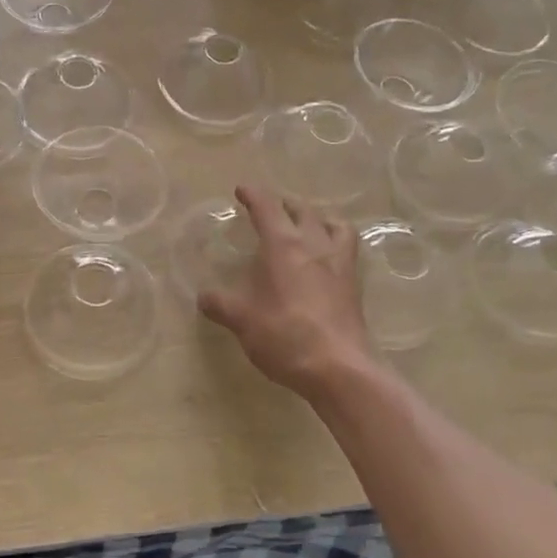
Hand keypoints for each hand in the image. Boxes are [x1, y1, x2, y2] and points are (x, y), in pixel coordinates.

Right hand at [198, 185, 371, 397]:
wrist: (338, 367)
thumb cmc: (284, 336)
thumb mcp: (242, 320)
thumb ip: (220, 304)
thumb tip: (203, 296)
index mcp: (283, 245)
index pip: (267, 208)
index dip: (253, 195)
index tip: (242, 190)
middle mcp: (314, 245)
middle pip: (301, 210)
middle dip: (283, 203)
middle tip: (270, 208)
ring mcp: (339, 263)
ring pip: (332, 224)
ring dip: (316, 217)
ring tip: (306, 224)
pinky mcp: (353, 284)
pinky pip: (347, 248)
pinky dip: (336, 240)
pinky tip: (326, 256)